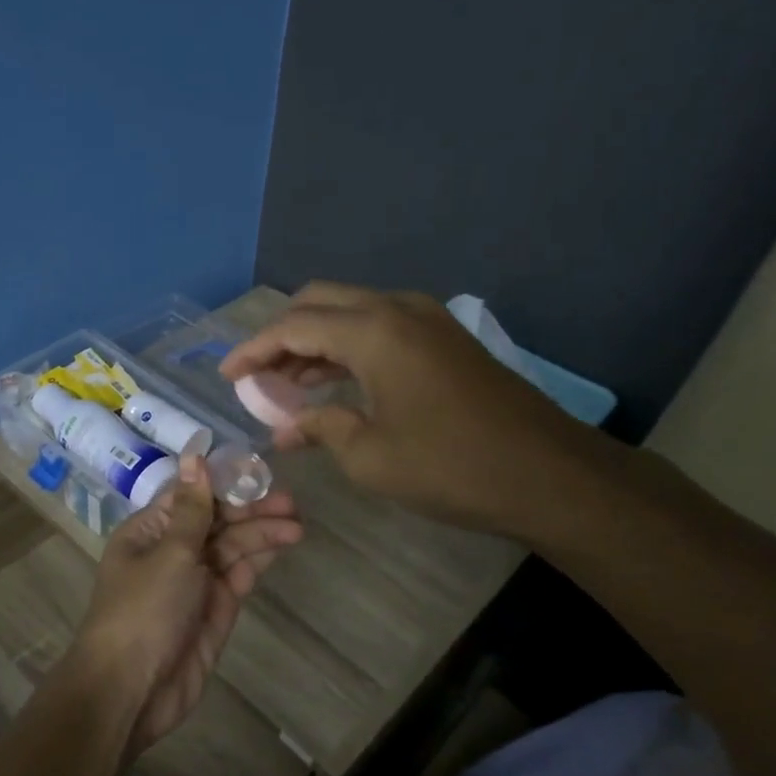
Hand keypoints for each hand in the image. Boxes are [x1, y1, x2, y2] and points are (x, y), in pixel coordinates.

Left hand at [69, 455, 301, 754]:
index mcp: (149, 531)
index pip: (191, 497)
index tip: (260, 472)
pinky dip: (258, 560)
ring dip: (261, 534)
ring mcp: (194, 582)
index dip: (224, 484)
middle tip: (291, 504)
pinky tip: (282, 545)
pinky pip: (238, 576)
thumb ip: (193, 508)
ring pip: (231, 548)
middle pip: (216, 522)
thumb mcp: (170, 552)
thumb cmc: (144, 610)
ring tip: (297, 526)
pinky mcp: (214, 610)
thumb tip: (194, 455)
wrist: (131, 689)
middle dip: (251, 511)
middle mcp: (171, 551)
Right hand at [218, 282, 611, 541]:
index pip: (293, 326)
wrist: (548, 473)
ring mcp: (426, 319)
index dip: (253, 350)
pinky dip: (346, 348)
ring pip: (350, 312)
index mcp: (374, 331)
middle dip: (281, 335)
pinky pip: (378, 327)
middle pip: (319, 302)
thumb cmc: (451, 466)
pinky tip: (331, 383)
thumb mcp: (370, 456)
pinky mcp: (443, 338)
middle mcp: (397, 309)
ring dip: (313, 342)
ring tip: (284, 385)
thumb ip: (319, 429)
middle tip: (257, 377)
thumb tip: (283, 428)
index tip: (226, 375)